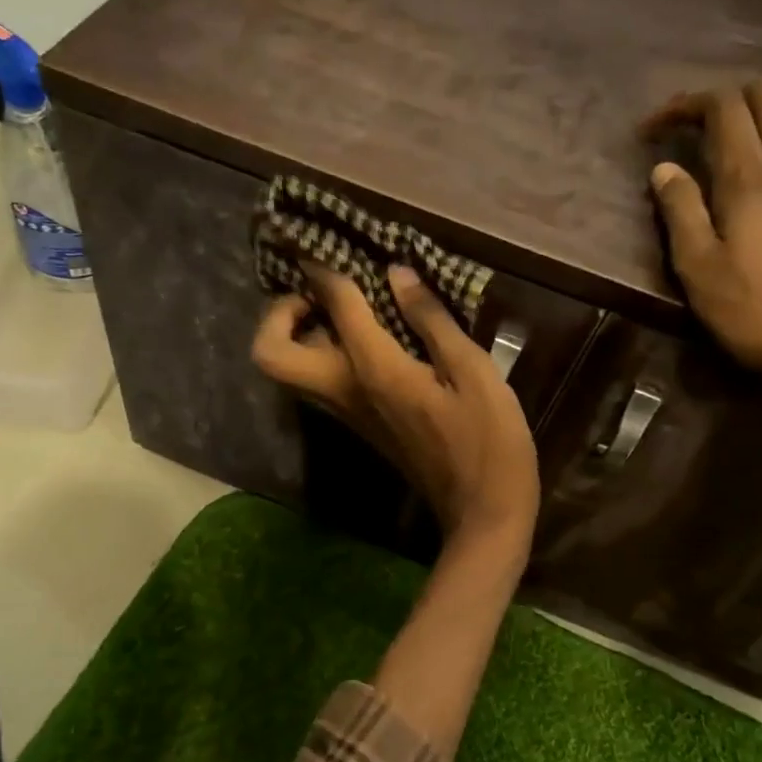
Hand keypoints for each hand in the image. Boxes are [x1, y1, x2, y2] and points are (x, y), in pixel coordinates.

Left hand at [251, 263, 540, 556]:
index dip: (324, 271)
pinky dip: (322, 353)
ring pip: (289, 371)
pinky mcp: (359, 425)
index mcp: (375, 371)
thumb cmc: (489, 441)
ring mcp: (347, 414)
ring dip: (297, 333)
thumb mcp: (474, 372)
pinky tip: (366, 337)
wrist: (482, 514)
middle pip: (271, 354)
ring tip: (341, 308)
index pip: (333, 307)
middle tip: (317, 294)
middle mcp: (345, 392)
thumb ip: (431, 321)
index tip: (321, 247)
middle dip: (279, 315)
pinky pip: (318, 382)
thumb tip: (395, 276)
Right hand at [642, 82, 761, 406]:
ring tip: (759, 148)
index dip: (686, 104)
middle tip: (701, 130)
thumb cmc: (759, 313)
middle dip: (730, 100)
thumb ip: (680, 211)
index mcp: (749, 178)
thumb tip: (664, 168)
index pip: (722, 107)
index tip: (656, 130)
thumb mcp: (698, 269)